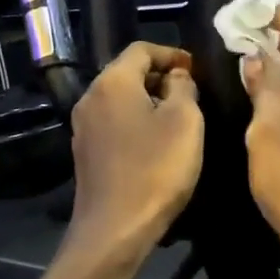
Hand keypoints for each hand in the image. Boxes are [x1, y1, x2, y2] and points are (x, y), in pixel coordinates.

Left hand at [68, 42, 201, 256]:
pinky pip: (114, 122)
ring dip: (149, 100)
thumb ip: (183, 87)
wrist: (114, 229)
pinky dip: (136, 121)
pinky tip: (157, 143)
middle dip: (161, 77)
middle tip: (192, 92)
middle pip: (127, 72)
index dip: (172, 53)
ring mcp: (83, 126)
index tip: (197, 68)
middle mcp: (91, 97)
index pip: (142, 49)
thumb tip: (177, 76)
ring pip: (120, 98)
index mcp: (112, 82)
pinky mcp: (85, 152)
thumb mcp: (184, 121)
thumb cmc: (155, 169)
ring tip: (179, 117)